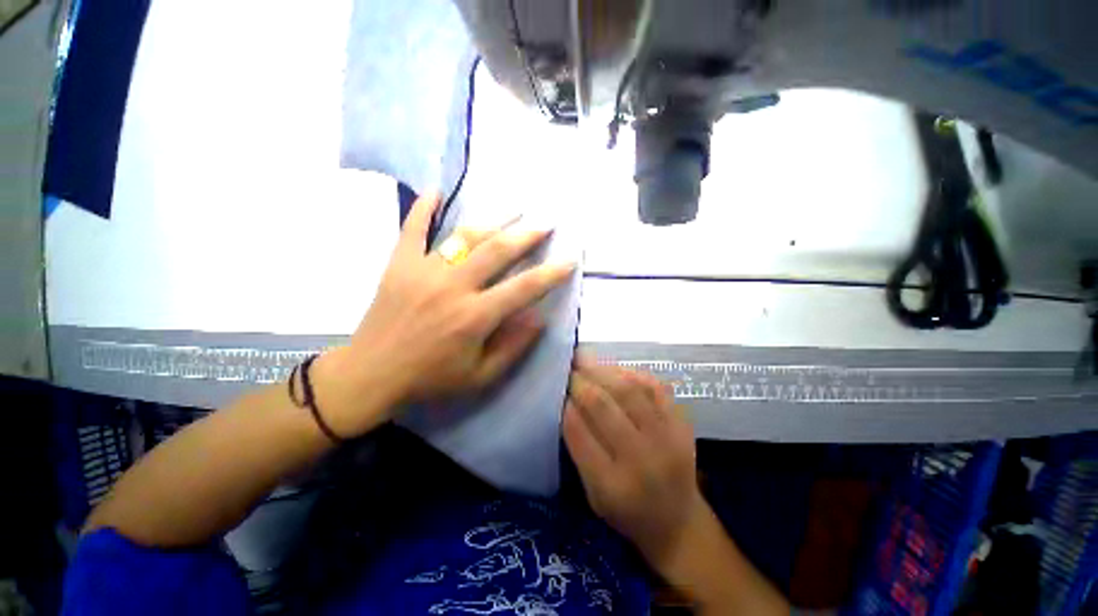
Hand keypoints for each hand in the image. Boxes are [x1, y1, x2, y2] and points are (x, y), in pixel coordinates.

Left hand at [317, 192, 575, 436]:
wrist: (371, 374)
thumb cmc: (430, 379)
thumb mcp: (480, 377)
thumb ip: (513, 347)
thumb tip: (539, 318)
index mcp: (475, 317)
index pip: (524, 288)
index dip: (551, 273)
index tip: (570, 259)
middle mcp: (453, 287)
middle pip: (497, 251)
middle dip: (527, 235)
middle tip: (546, 223)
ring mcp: (424, 271)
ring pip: (464, 236)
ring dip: (493, 220)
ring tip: (515, 209)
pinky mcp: (399, 265)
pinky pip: (413, 230)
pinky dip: (424, 208)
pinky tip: (436, 190)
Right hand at [563, 353, 704, 566]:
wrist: (678, 520)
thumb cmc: (626, 510)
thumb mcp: (593, 493)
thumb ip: (579, 449)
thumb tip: (568, 403)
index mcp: (612, 486)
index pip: (580, 433)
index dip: (566, 405)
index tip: (558, 388)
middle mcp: (642, 460)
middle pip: (605, 408)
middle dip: (582, 382)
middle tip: (569, 366)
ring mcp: (667, 439)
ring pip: (630, 392)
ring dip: (604, 371)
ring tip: (586, 359)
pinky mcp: (682, 425)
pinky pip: (656, 388)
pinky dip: (633, 373)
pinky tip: (616, 369)